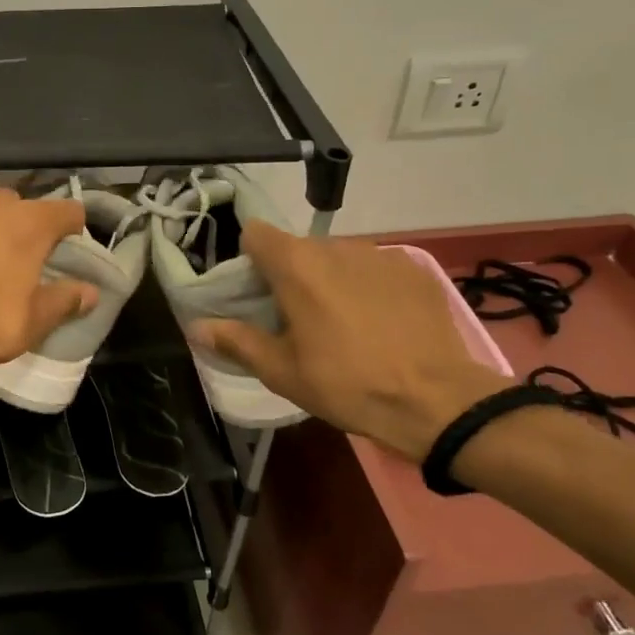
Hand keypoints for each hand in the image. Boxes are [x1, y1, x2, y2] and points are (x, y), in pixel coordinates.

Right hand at [188, 226, 510, 460]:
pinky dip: (367, 287)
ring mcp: (381, 255)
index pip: (257, 234)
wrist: (437, 401)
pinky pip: (374, 269)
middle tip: (296, 320)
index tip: (255, 295)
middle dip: (290, 275)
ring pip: (338, 258)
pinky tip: (380, 324)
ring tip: (342, 324)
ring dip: (330, 280)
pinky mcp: (414, 270)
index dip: (249, 261)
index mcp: (297, 266)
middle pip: (298, 248)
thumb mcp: (281, 372)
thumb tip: (198, 327)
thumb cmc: (347, 384)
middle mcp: (338, 247)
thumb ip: (236, 341)